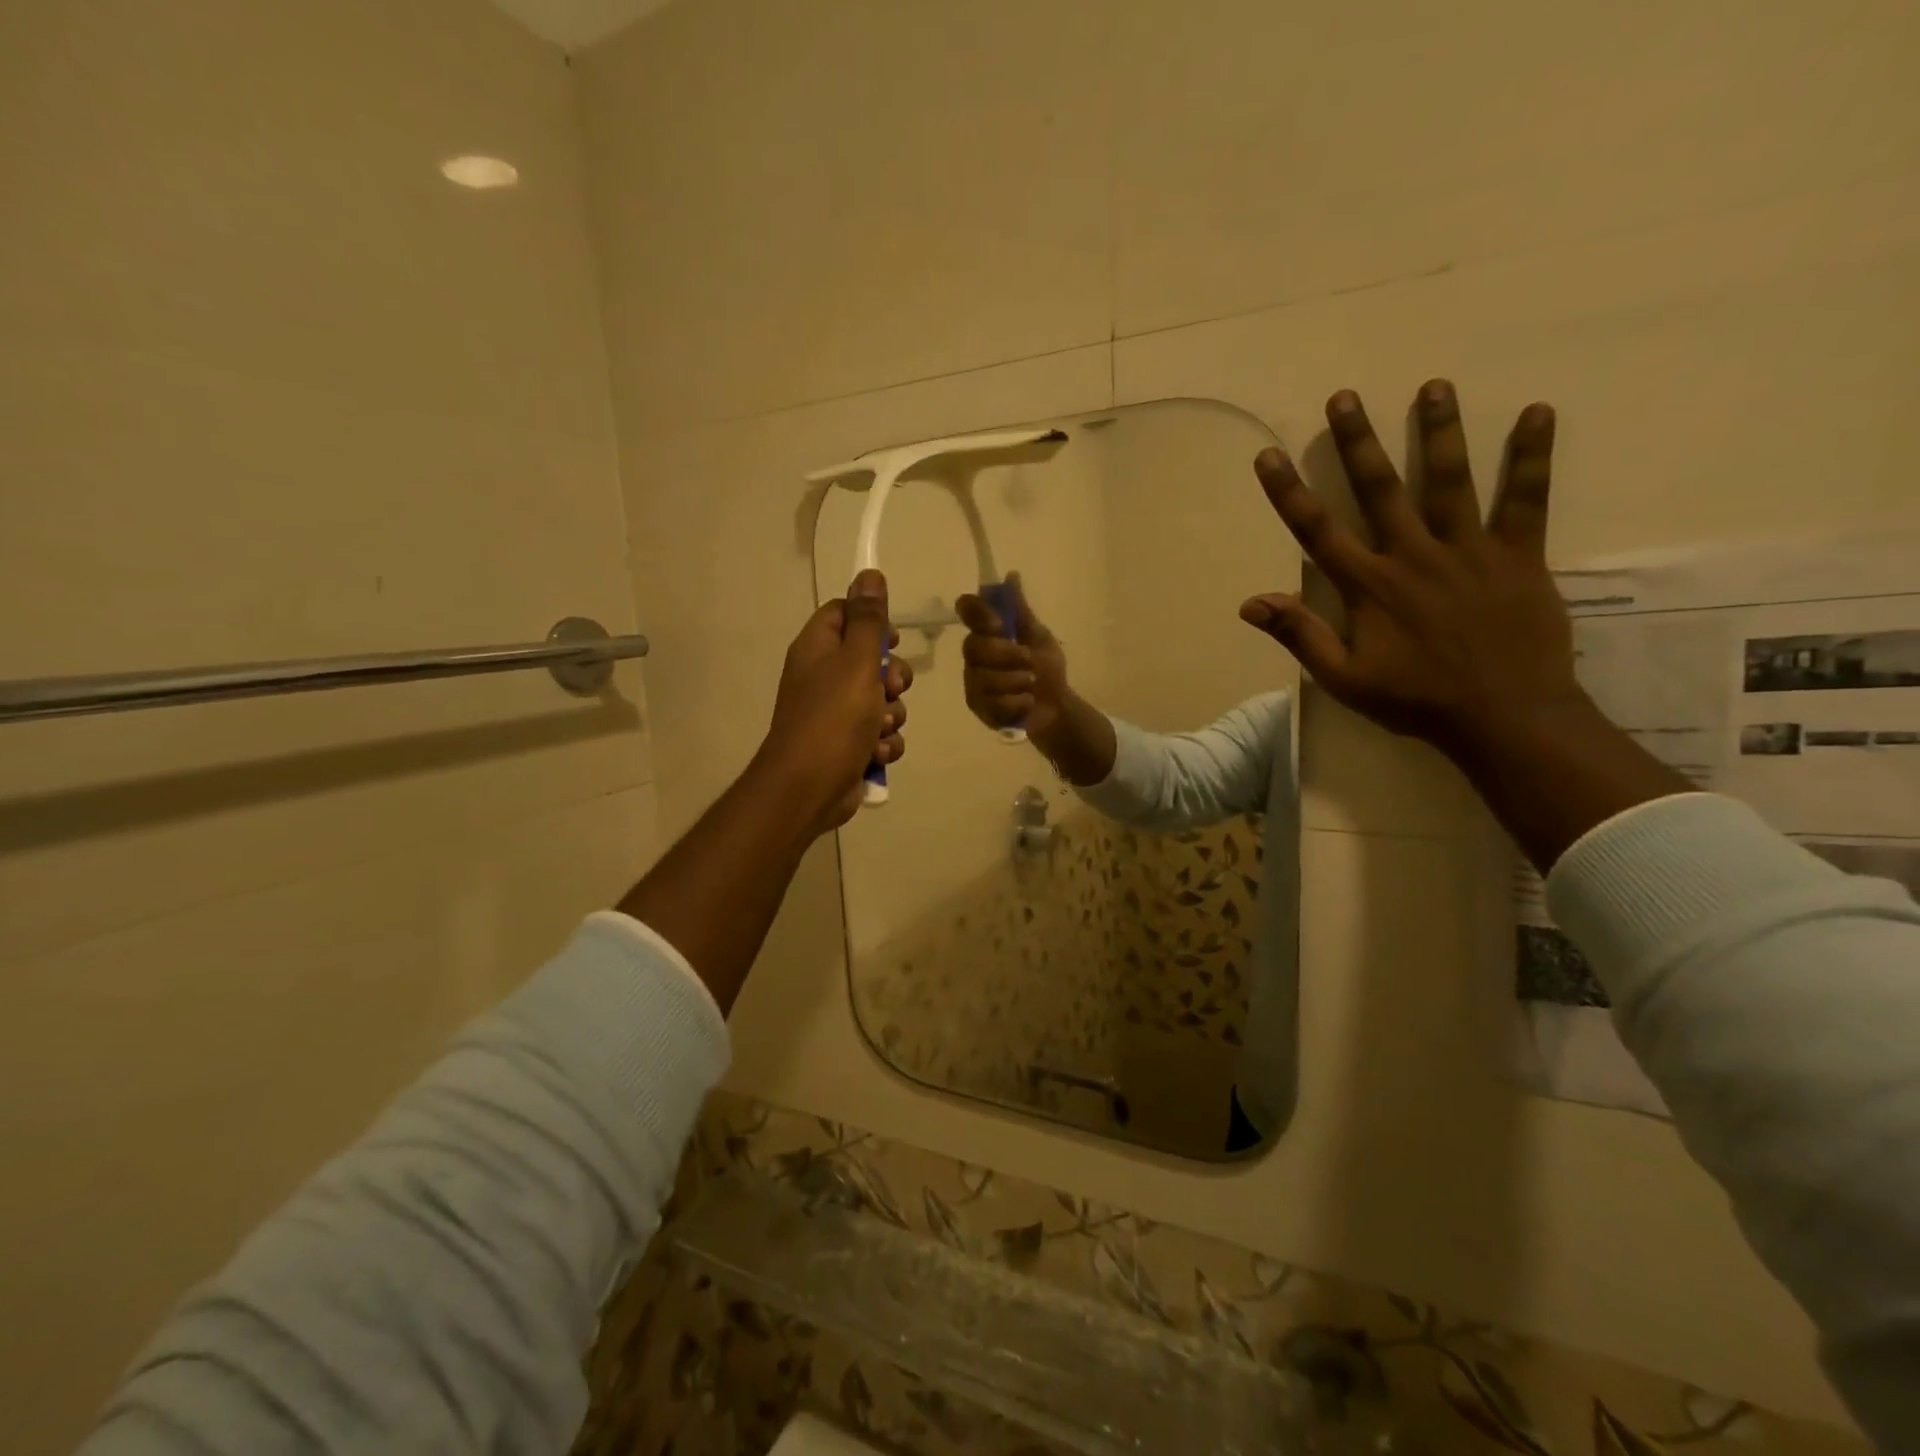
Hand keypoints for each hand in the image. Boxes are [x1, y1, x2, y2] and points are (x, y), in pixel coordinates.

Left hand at [756, 569, 911, 835]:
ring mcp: (835, 713)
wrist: (810, 787)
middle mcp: (823, 677)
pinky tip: (876, 753)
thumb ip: (868, 620)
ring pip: (882, 701)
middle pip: (870, 660)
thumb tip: (869, 573)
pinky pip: (880, 733)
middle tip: (891, 688)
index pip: (843, 614)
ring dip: (891, 715)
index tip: (891, 636)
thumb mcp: (856, 661)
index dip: (871, 621)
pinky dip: (883, 743)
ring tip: (879, 729)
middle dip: (892, 677)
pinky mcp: (848, 745)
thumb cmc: (833, 718)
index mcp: (817, 649)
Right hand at [954, 574, 1069, 737]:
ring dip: (1016, 681)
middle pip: (973, 646)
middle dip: (1007, 655)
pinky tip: (1026, 702)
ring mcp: (973, 683)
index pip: (967, 609)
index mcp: (987, 632)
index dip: (979, 614)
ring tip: (1030, 685)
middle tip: (1029, 660)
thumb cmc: (1047, 668)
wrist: (1057, 706)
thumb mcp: (1039, 636)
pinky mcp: (979, 708)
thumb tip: (1011, 575)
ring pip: (984, 678)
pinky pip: (992, 703)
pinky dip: (1017, 703)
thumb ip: (1021, 611)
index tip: (998, 624)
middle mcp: (974, 655)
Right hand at [1240, 381, 1585, 760]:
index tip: (1269, 455)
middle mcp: (1413, 555)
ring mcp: (1468, 551)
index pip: (1318, 531)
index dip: (1289, 492)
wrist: (1504, 716)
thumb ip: (1299, 635)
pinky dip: (1532, 457)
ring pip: (1450, 481)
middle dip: (1358, 442)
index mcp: (1369, 586)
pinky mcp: (1518, 555)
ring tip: (1434, 386)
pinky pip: (1527, 499)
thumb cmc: (1415, 699)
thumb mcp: (1343, 678)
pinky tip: (1538, 413)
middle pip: (1380, 489)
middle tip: (1345, 397)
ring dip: (1439, 432)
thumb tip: (1250, 603)